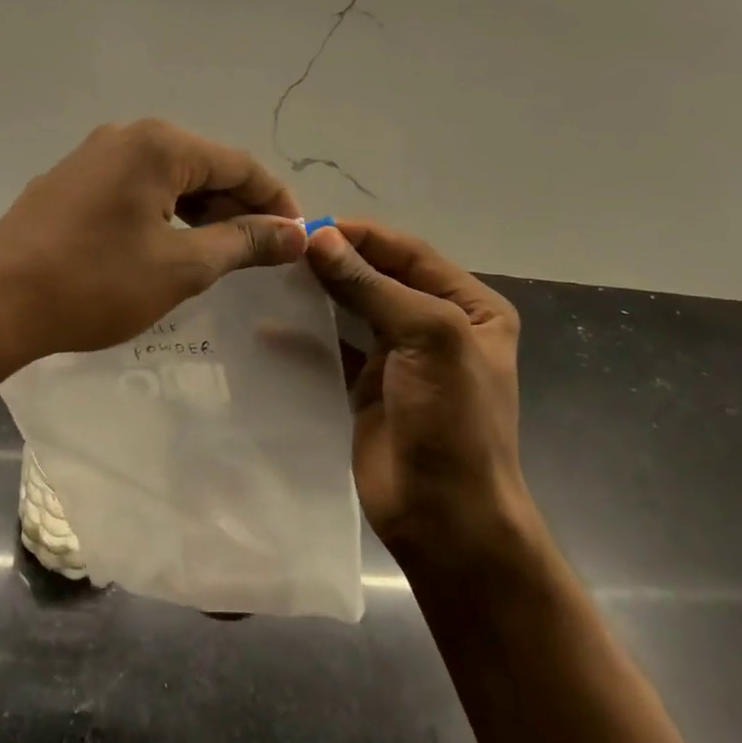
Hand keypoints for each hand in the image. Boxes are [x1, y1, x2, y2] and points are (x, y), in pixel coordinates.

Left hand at [0, 120, 305, 367]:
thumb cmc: (95, 283)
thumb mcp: (181, 266)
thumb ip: (243, 243)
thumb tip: (295, 233)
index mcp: (159, 145)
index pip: (239, 164)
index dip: (275, 202)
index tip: (297, 240)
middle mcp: (126, 136)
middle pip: (203, 166)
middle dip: (237, 208)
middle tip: (259, 256)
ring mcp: (91, 157)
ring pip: (167, 179)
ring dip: (200, 214)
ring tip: (217, 257)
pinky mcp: (69, 182)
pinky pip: (134, 189)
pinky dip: (163, 215)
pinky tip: (166, 249)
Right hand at [305, 220, 534, 574]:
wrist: (446, 516)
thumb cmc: (452, 420)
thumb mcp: (427, 337)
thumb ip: (372, 286)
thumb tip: (319, 238)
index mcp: (469, 307)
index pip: (409, 253)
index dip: (362, 236)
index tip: (309, 226)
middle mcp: (436, 325)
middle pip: (380, 277)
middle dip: (337, 260)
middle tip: (284, 249)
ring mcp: (400, 358)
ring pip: (354, 310)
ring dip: (320, 292)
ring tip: (274, 275)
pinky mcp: (367, 388)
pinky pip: (334, 349)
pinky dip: (307, 335)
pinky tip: (271, 325)